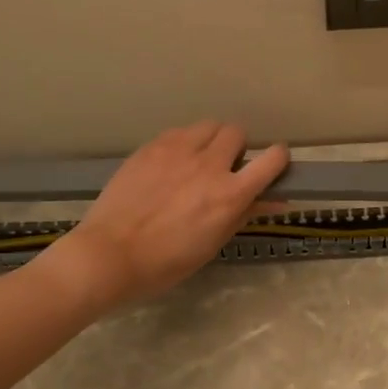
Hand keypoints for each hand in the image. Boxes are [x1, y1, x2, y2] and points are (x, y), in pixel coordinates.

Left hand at [55, 122, 288, 307]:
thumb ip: (245, 214)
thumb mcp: (213, 243)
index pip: (272, 159)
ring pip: (208, 126)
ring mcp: (177, 151)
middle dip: (237, 147)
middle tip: (226, 167)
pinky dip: (184, 143)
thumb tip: (275, 201)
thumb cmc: (166, 262)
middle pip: (237, 132)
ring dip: (211, 140)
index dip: (277, 159)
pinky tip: (171, 164)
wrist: (110, 254)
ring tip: (198, 160)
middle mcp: (209, 165)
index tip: (271, 167)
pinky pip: (178, 132)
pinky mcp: (151, 147)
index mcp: (230, 194)